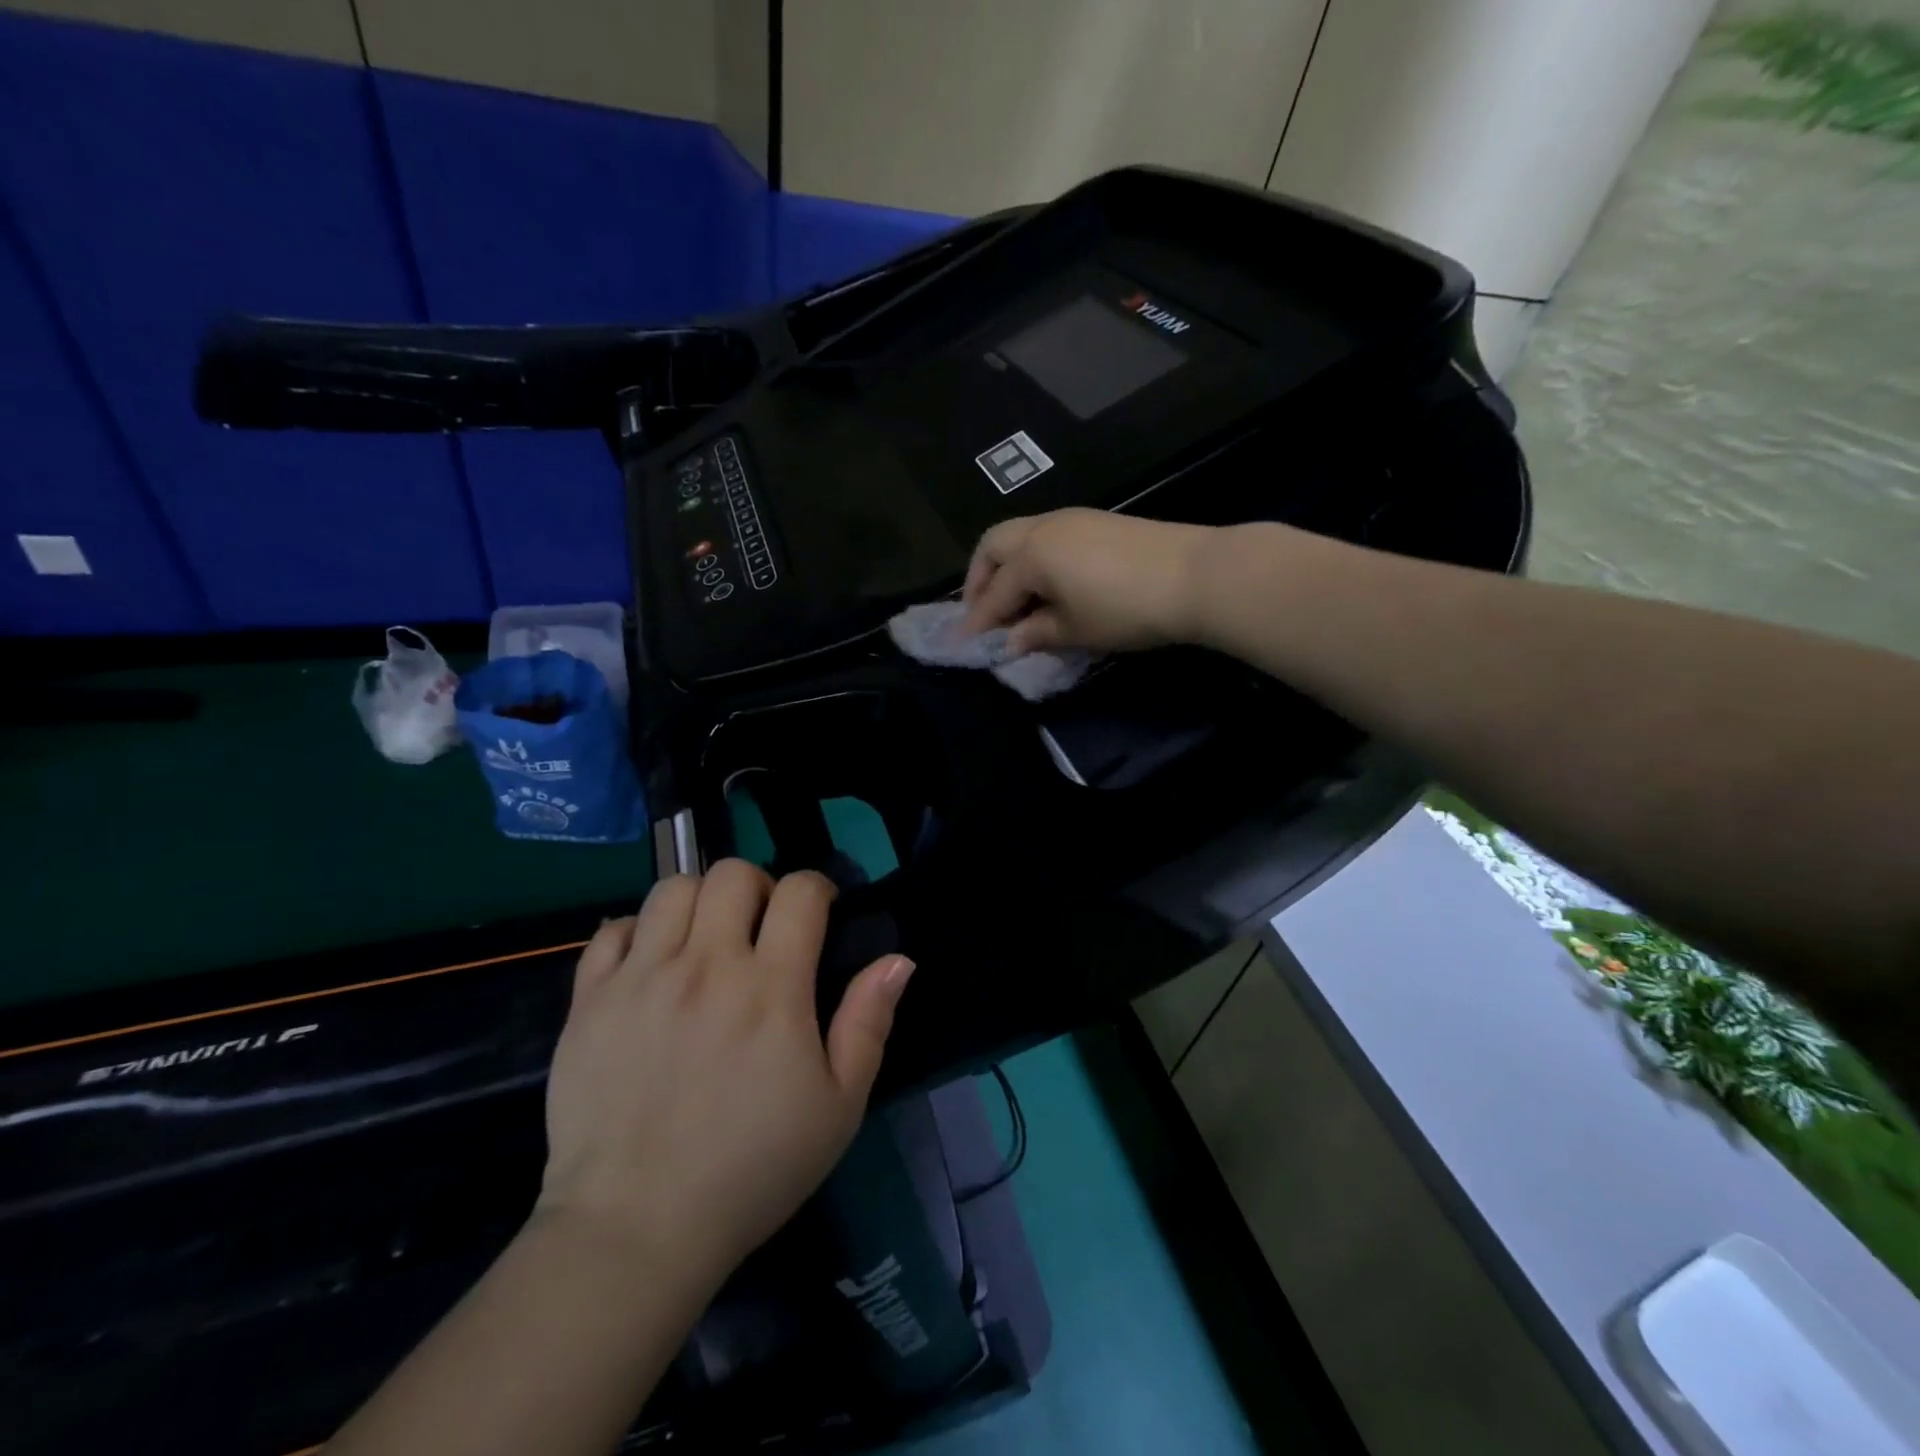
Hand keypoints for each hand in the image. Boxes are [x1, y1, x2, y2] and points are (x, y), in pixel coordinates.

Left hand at [535, 861, 914, 1286]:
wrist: (636, 1229)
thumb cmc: (752, 1169)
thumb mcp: (838, 1107)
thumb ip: (869, 1023)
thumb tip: (897, 959)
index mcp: (770, 987)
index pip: (799, 891)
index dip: (816, 889)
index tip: (818, 914)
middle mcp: (705, 965)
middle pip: (732, 873)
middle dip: (757, 887)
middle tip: (759, 929)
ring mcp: (641, 978)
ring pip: (672, 889)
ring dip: (699, 902)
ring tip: (704, 941)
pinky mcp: (590, 1001)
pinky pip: (610, 930)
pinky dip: (636, 933)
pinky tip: (650, 965)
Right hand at [960, 508, 1216, 653]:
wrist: (1196, 575)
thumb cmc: (1126, 609)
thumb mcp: (1076, 630)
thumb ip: (1037, 633)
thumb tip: (1012, 641)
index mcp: (1032, 555)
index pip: (995, 593)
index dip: (979, 622)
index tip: (964, 644)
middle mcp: (1044, 527)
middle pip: (994, 545)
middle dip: (980, 579)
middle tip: (983, 613)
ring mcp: (1072, 518)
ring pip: (1021, 535)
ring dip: (1007, 567)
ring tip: (1014, 602)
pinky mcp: (1097, 520)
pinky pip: (1047, 536)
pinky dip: (1034, 559)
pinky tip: (1047, 585)